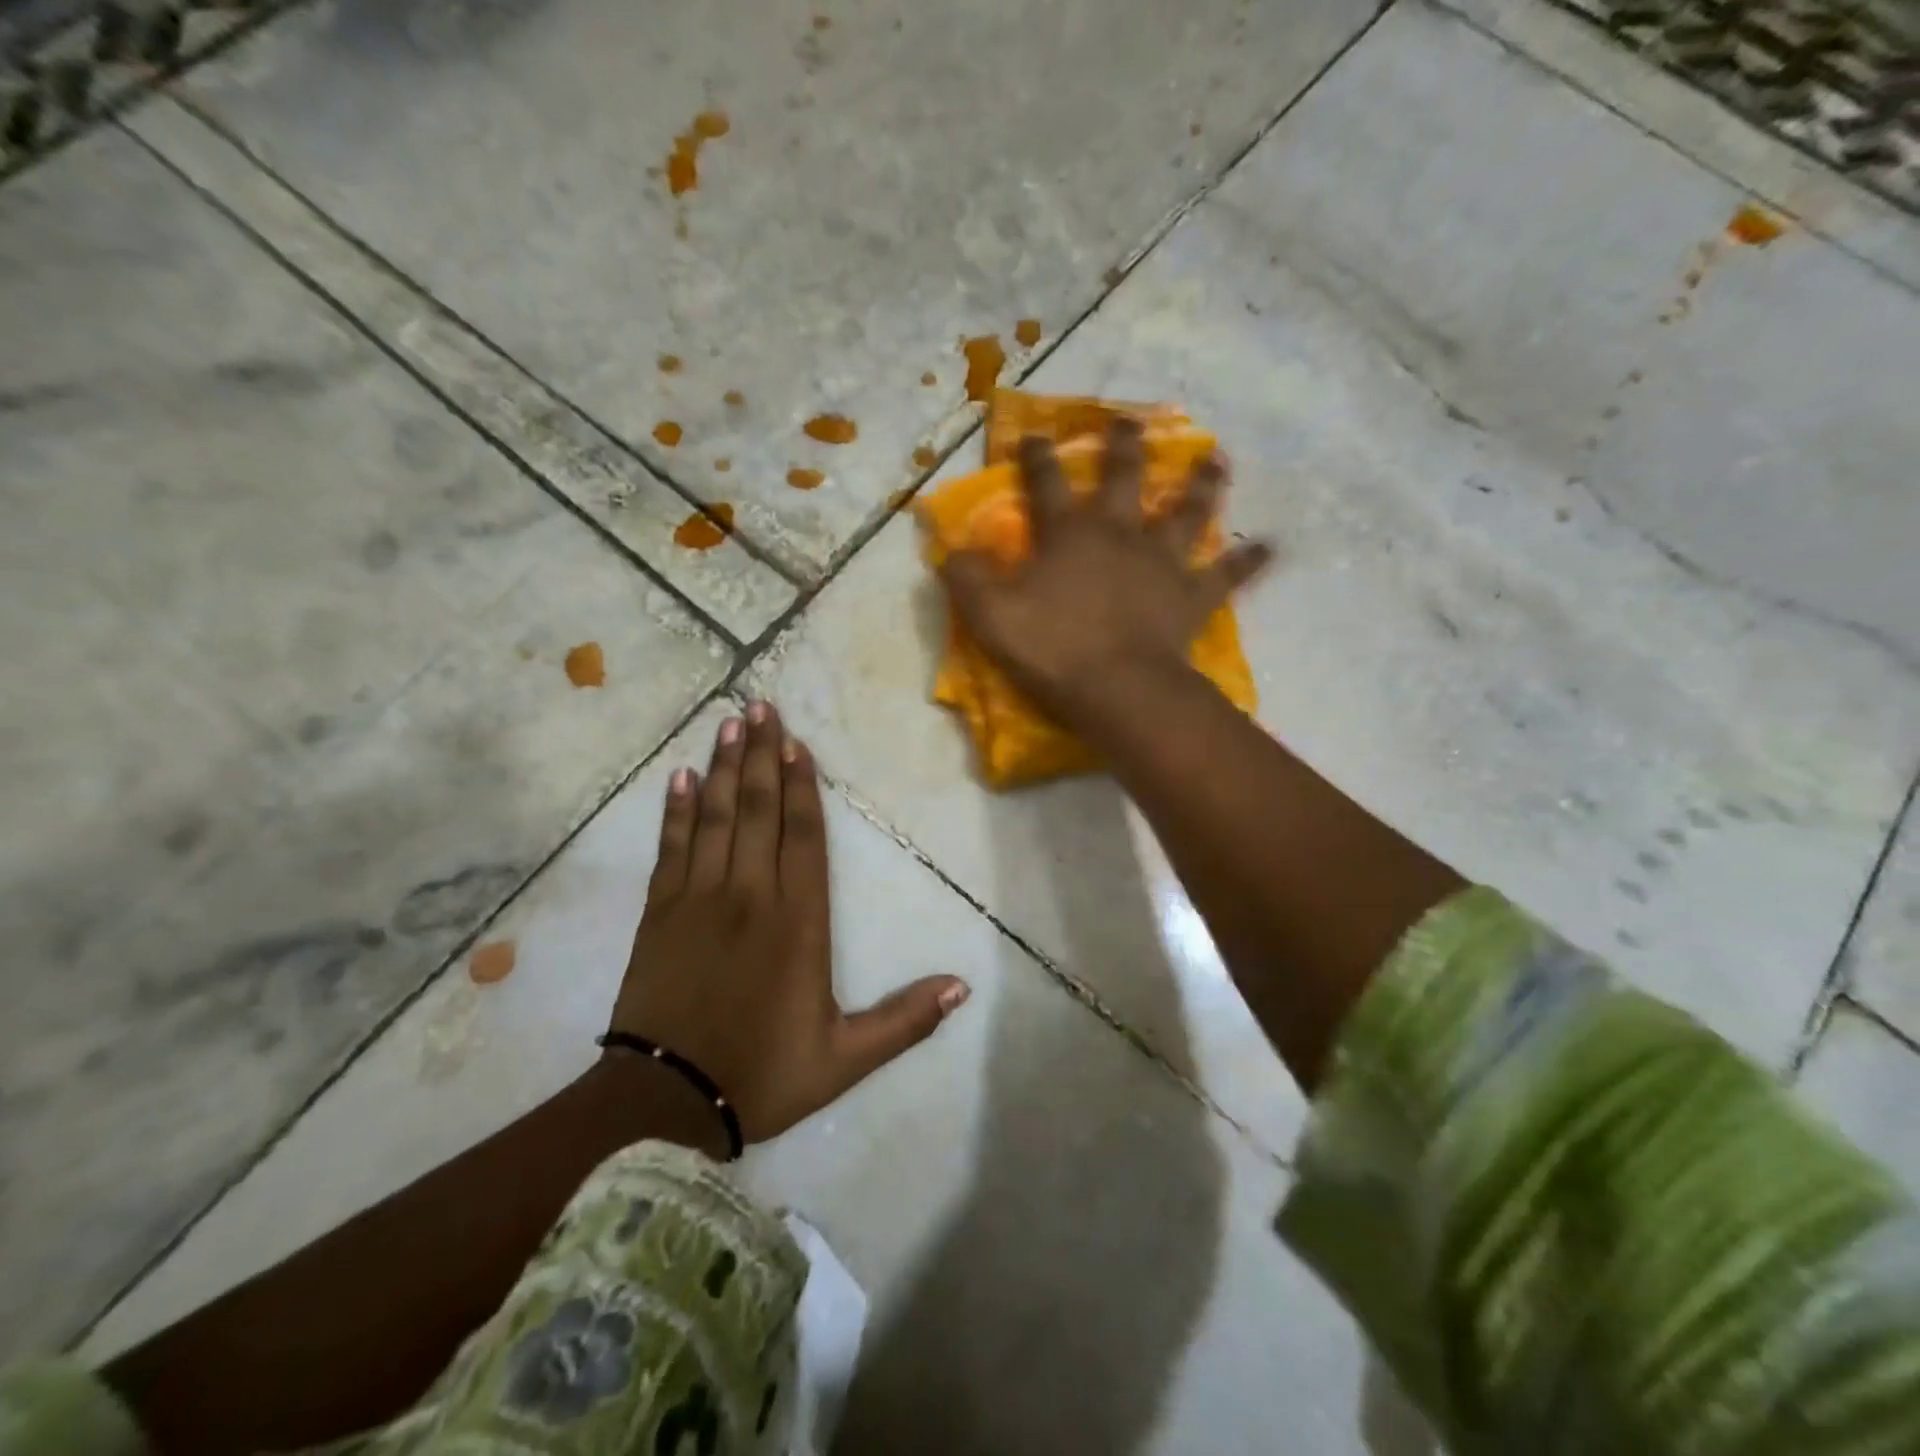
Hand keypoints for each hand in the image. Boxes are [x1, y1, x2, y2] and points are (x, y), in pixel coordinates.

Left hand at [608, 702, 969, 1144]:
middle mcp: (749, 896)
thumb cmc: (760, 1075)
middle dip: (760, 755)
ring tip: (729, 723)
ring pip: (716, 818)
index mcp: (797, 923)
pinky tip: (681, 778)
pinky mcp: (659, 913)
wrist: (663, 1103)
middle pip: (757, 810)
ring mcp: (698, 899)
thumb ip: (903, 1021)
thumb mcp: (844, 1059)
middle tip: (760, 707)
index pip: (803, 838)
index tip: (797, 744)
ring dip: (724, 768)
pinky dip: (676, 810)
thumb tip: (961, 987)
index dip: (801, 787)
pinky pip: (671, 848)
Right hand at [938, 418, 1272, 727]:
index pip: (1047, 484)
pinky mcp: (1192, 596)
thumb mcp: (991, 618)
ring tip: (1218, 461)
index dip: (1037, 457)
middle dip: (1124, 447)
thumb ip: (968, 579)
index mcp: (1069, 535)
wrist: (1119, 689)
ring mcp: (1162, 562)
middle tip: (1132, 421)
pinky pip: (1227, 574)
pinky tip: (1271, 547)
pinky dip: (1249, 561)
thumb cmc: (1053, 651)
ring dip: (1201, 485)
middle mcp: (1119, 534)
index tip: (1033, 433)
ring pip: (1187, 512)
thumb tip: (951, 549)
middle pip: (1125, 479)